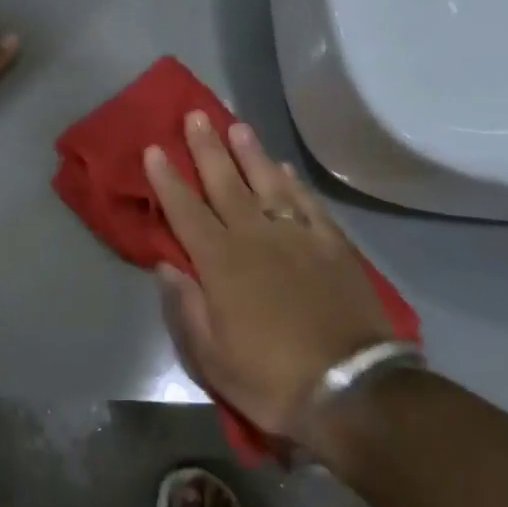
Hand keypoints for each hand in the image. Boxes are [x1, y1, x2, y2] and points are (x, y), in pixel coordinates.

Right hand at [144, 113, 397, 438]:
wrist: (353, 391)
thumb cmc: (270, 378)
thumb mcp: (210, 357)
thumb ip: (185, 305)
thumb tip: (167, 265)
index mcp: (220, 263)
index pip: (185, 211)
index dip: (167, 179)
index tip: (154, 148)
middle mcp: (255, 238)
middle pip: (225, 184)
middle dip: (206, 148)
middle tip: (195, 116)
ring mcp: (298, 238)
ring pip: (268, 183)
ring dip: (250, 153)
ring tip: (237, 126)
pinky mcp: (333, 247)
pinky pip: (309, 205)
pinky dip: (294, 184)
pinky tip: (285, 169)